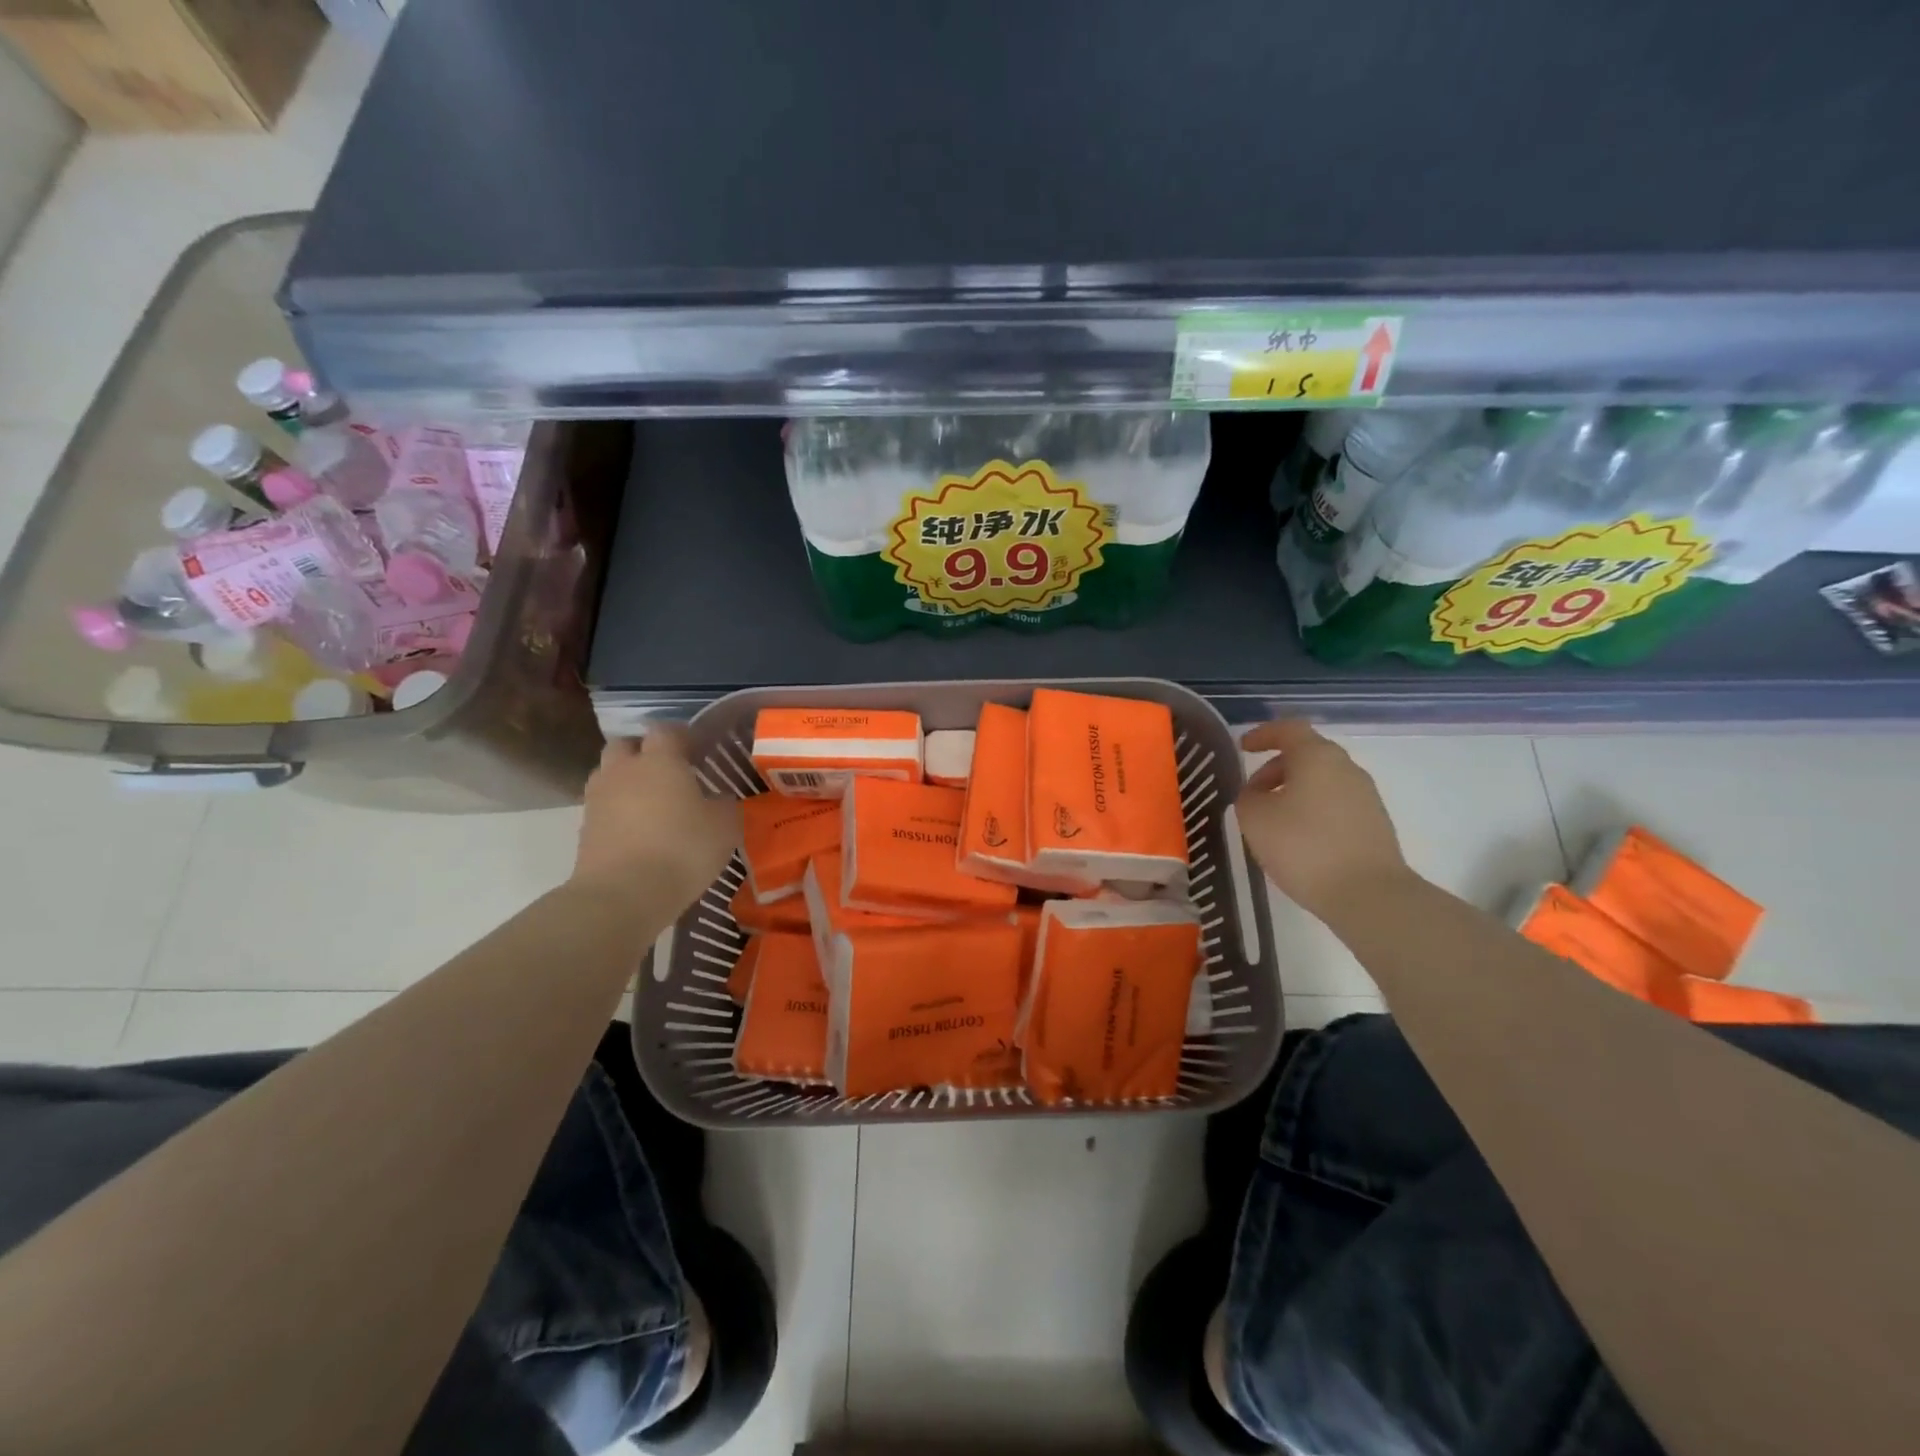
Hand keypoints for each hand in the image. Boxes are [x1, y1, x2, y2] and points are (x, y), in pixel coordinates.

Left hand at [572, 730, 740, 907]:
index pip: (667, 731)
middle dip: (643, 752)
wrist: (623, 895)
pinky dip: (618, 813)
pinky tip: (638, 833)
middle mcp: (623, 770)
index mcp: (660, 760)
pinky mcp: (584, 830)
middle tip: (668, 772)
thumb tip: (718, 798)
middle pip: (625, 745)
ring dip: (626, 781)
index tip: (699, 749)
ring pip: (609, 775)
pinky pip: (603, 808)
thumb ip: (723, 804)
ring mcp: (598, 799)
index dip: (682, 736)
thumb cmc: (682, 849)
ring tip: (650, 803)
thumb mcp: (724, 826)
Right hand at [1236, 720, 1412, 923]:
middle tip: (1253, 792)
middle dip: (1276, 768)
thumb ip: (1248, 796)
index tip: (1243, 748)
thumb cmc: (1303, 846)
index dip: (1263, 734)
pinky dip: (1312, 809)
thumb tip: (1258, 794)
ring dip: (1294, 791)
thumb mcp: (1255, 818)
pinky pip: (1335, 804)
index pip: (1288, 729)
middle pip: (1307, 754)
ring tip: (1272, 820)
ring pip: (1322, 780)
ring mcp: (1365, 796)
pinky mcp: (1374, 823)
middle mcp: (1346, 768)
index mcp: (1317, 757)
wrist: (1368, 894)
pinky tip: (1298, 839)